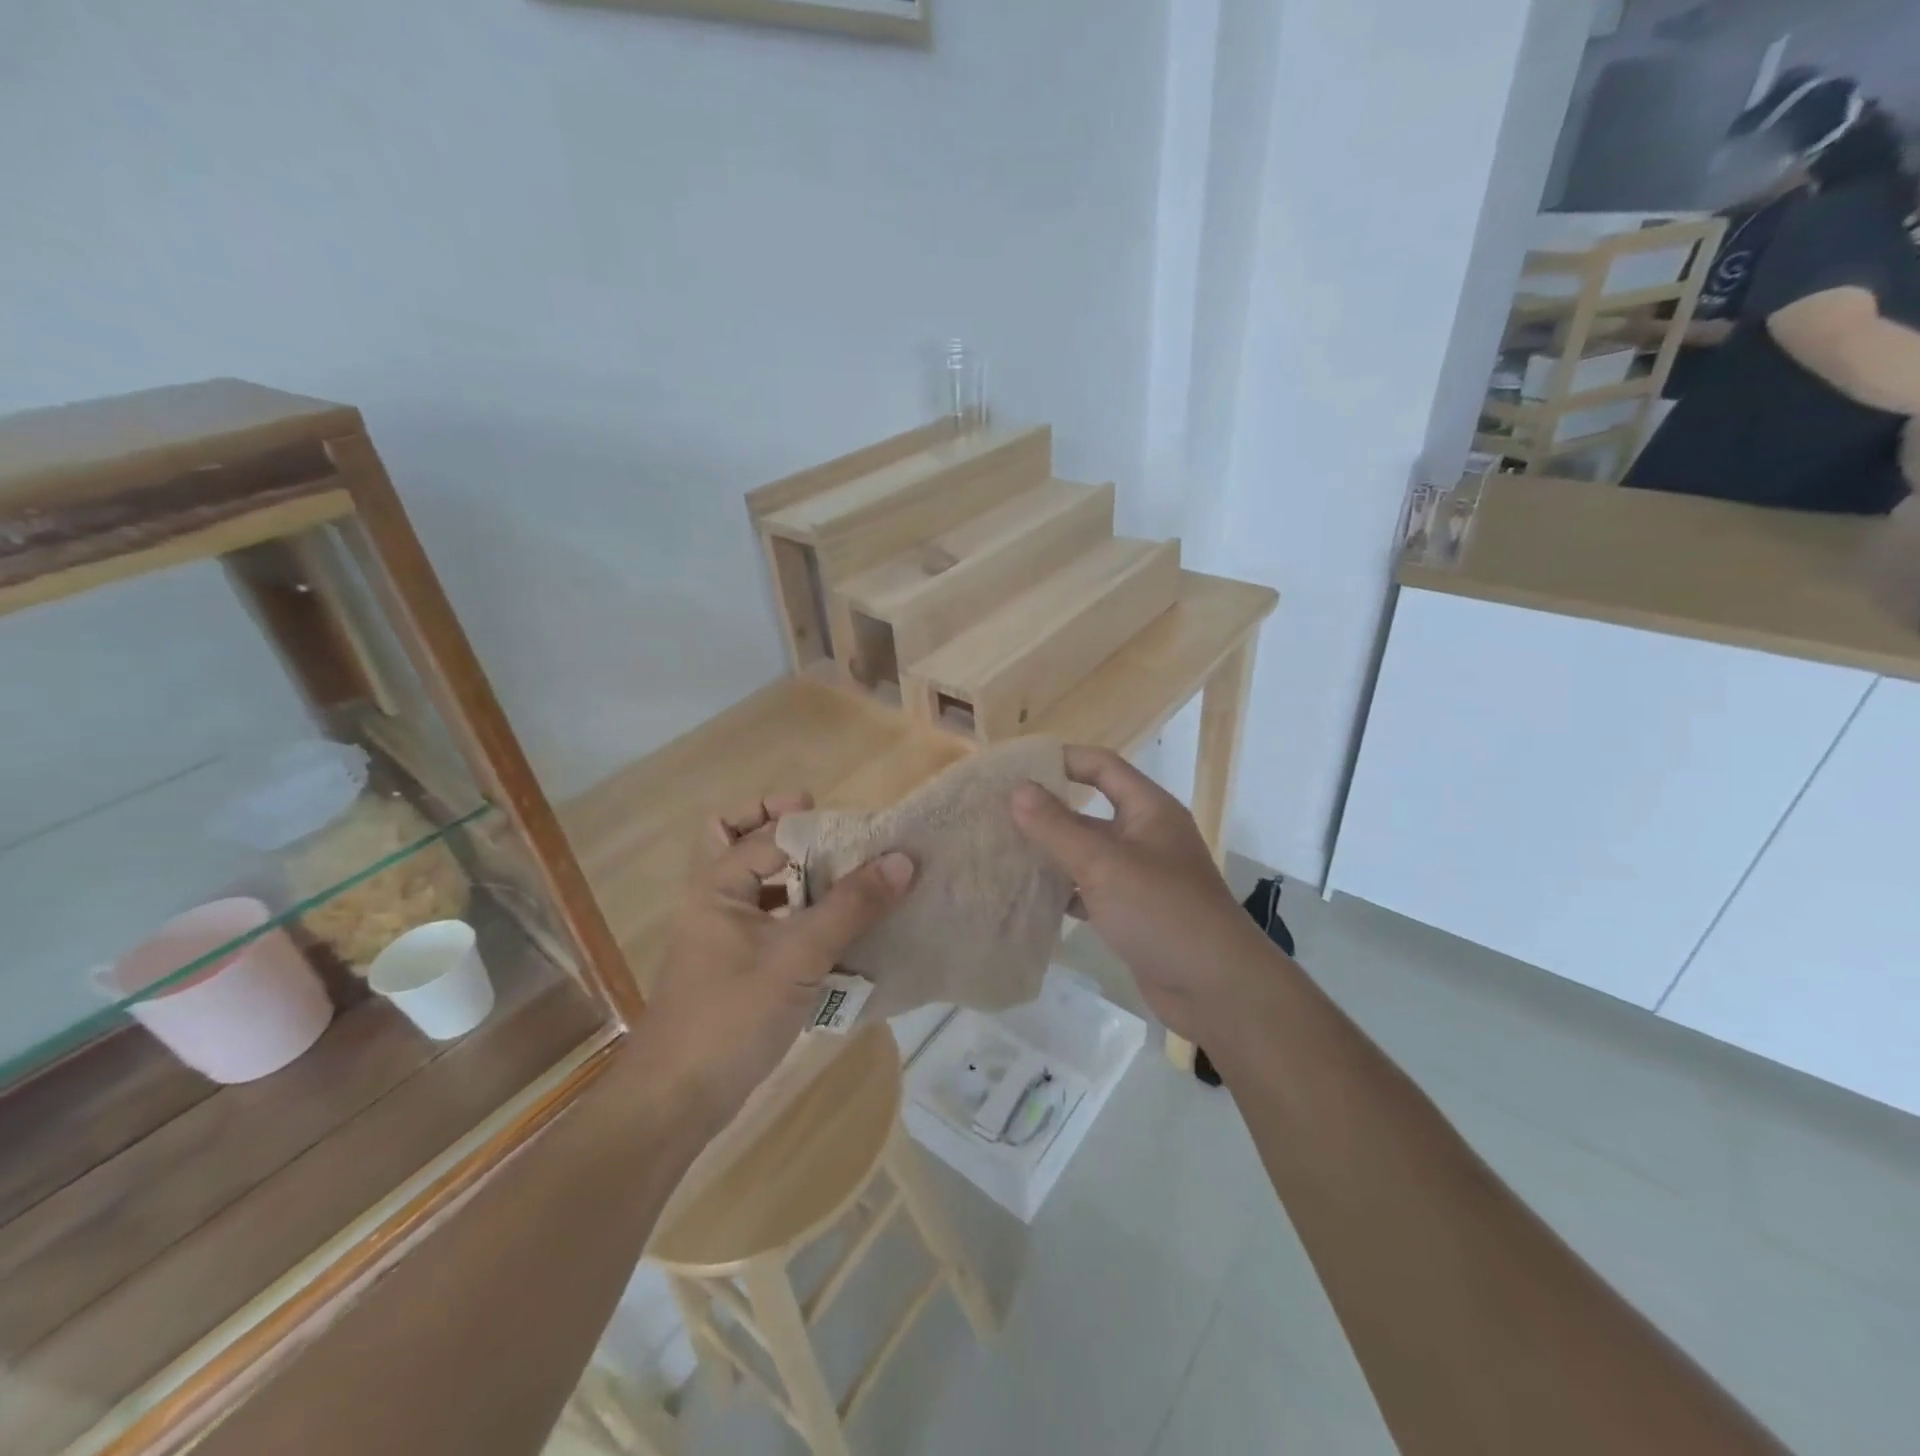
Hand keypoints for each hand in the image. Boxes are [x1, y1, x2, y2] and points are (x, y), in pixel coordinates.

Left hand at [641, 793, 914, 1128]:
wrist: (676, 1102)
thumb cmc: (731, 1017)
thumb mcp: (798, 956)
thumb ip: (850, 906)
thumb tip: (902, 859)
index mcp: (718, 885)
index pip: (767, 832)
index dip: (813, 825)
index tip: (860, 831)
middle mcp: (716, 901)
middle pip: (741, 841)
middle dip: (785, 831)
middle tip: (833, 836)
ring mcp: (725, 936)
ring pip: (762, 886)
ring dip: (800, 876)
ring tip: (849, 881)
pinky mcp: (738, 968)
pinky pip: (773, 924)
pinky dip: (802, 916)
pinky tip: (840, 933)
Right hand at [1010, 746, 1271, 1042]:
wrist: (1216, 989)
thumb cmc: (1162, 912)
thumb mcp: (1104, 864)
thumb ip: (1057, 827)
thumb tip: (1017, 789)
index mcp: (1149, 810)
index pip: (1101, 766)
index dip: (1061, 760)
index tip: (1015, 767)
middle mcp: (1145, 836)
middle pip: (1089, 810)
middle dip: (1046, 812)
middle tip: (995, 813)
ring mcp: (1140, 876)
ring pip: (1086, 853)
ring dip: (1050, 852)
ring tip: (1001, 851)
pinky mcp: (1132, 911)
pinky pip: (1090, 889)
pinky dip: (1063, 890)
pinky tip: (1028, 896)